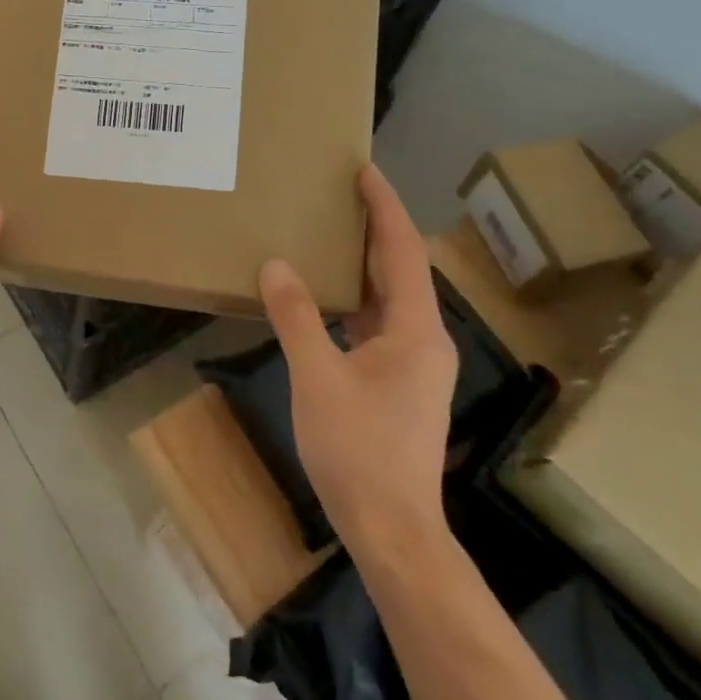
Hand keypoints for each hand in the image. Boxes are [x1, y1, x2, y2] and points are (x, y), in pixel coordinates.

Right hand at [258, 164, 457, 558]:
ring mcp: (415, 365)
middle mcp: (425, 339)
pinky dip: (356, 300)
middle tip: (340, 194)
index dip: (384, 208)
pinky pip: (380, 324)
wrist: (391, 528)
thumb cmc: (358, 450)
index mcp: (415, 330)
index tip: (364, 171)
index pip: (401, 251)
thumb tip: (276, 265)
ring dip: (364, 265)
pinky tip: (328, 300)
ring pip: (391, 299)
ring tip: (330, 235)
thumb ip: (297, 317)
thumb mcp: (317, 378)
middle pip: (401, 270)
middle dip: (375, 229)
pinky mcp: (401, 385)